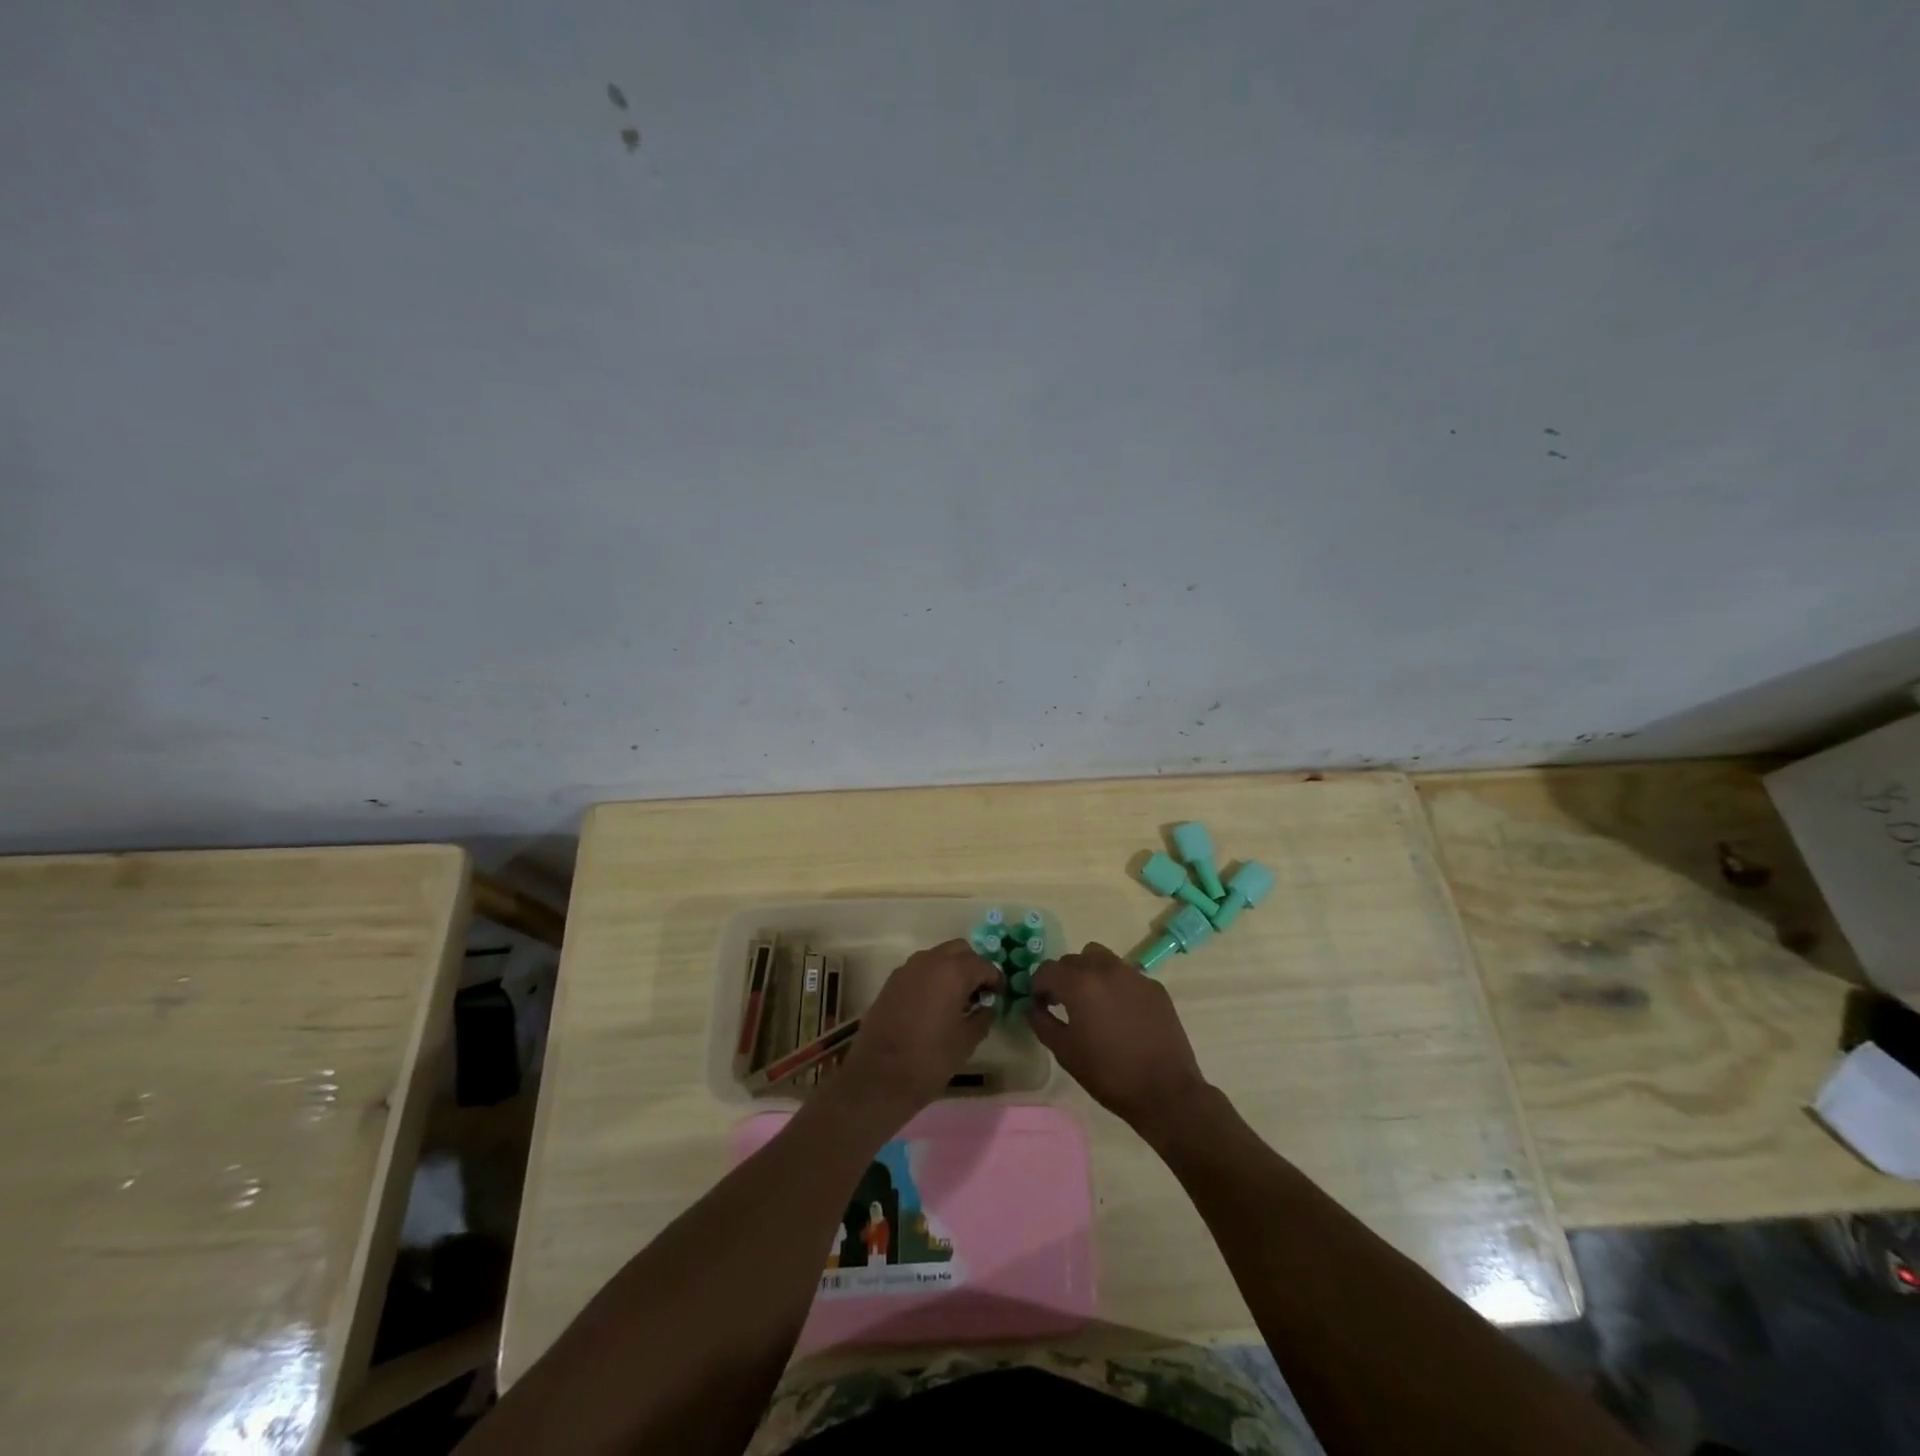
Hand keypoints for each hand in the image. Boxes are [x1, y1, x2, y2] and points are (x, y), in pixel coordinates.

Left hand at [839, 940, 1001, 1117]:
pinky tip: (934, 1003)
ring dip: (951, 969)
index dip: (995, 979)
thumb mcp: (966, 1041)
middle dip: (973, 966)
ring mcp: (907, 969)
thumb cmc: (930, 1060)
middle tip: (979, 992)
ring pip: (938, 956)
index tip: (999, 996)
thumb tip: (988, 1006)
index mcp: (953, 972)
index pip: (983, 964)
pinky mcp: (892, 981)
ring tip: (957, 999)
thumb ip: (982, 1017)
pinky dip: (933, 976)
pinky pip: (920, 968)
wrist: (879, 1077)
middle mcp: (930, 961)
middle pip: (960, 950)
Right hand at [1026, 943, 1209, 1131]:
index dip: (1038, 986)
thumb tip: (1034, 1008)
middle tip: (1063, 1004)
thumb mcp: (1065, 1052)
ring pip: (1101, 958)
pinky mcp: (1154, 986)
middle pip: (1073, 960)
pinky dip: (1115, 985)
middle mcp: (1105, 969)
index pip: (1047, 969)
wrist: (1165, 1091)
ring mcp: (1133, 975)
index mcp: (1080, 983)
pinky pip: (1125, 974)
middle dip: (1063, 978)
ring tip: (1092, 1001)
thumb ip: (1042, 1022)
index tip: (1040, 1005)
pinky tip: (1121, 1013)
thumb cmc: (1108, 1073)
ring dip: (1089, 973)